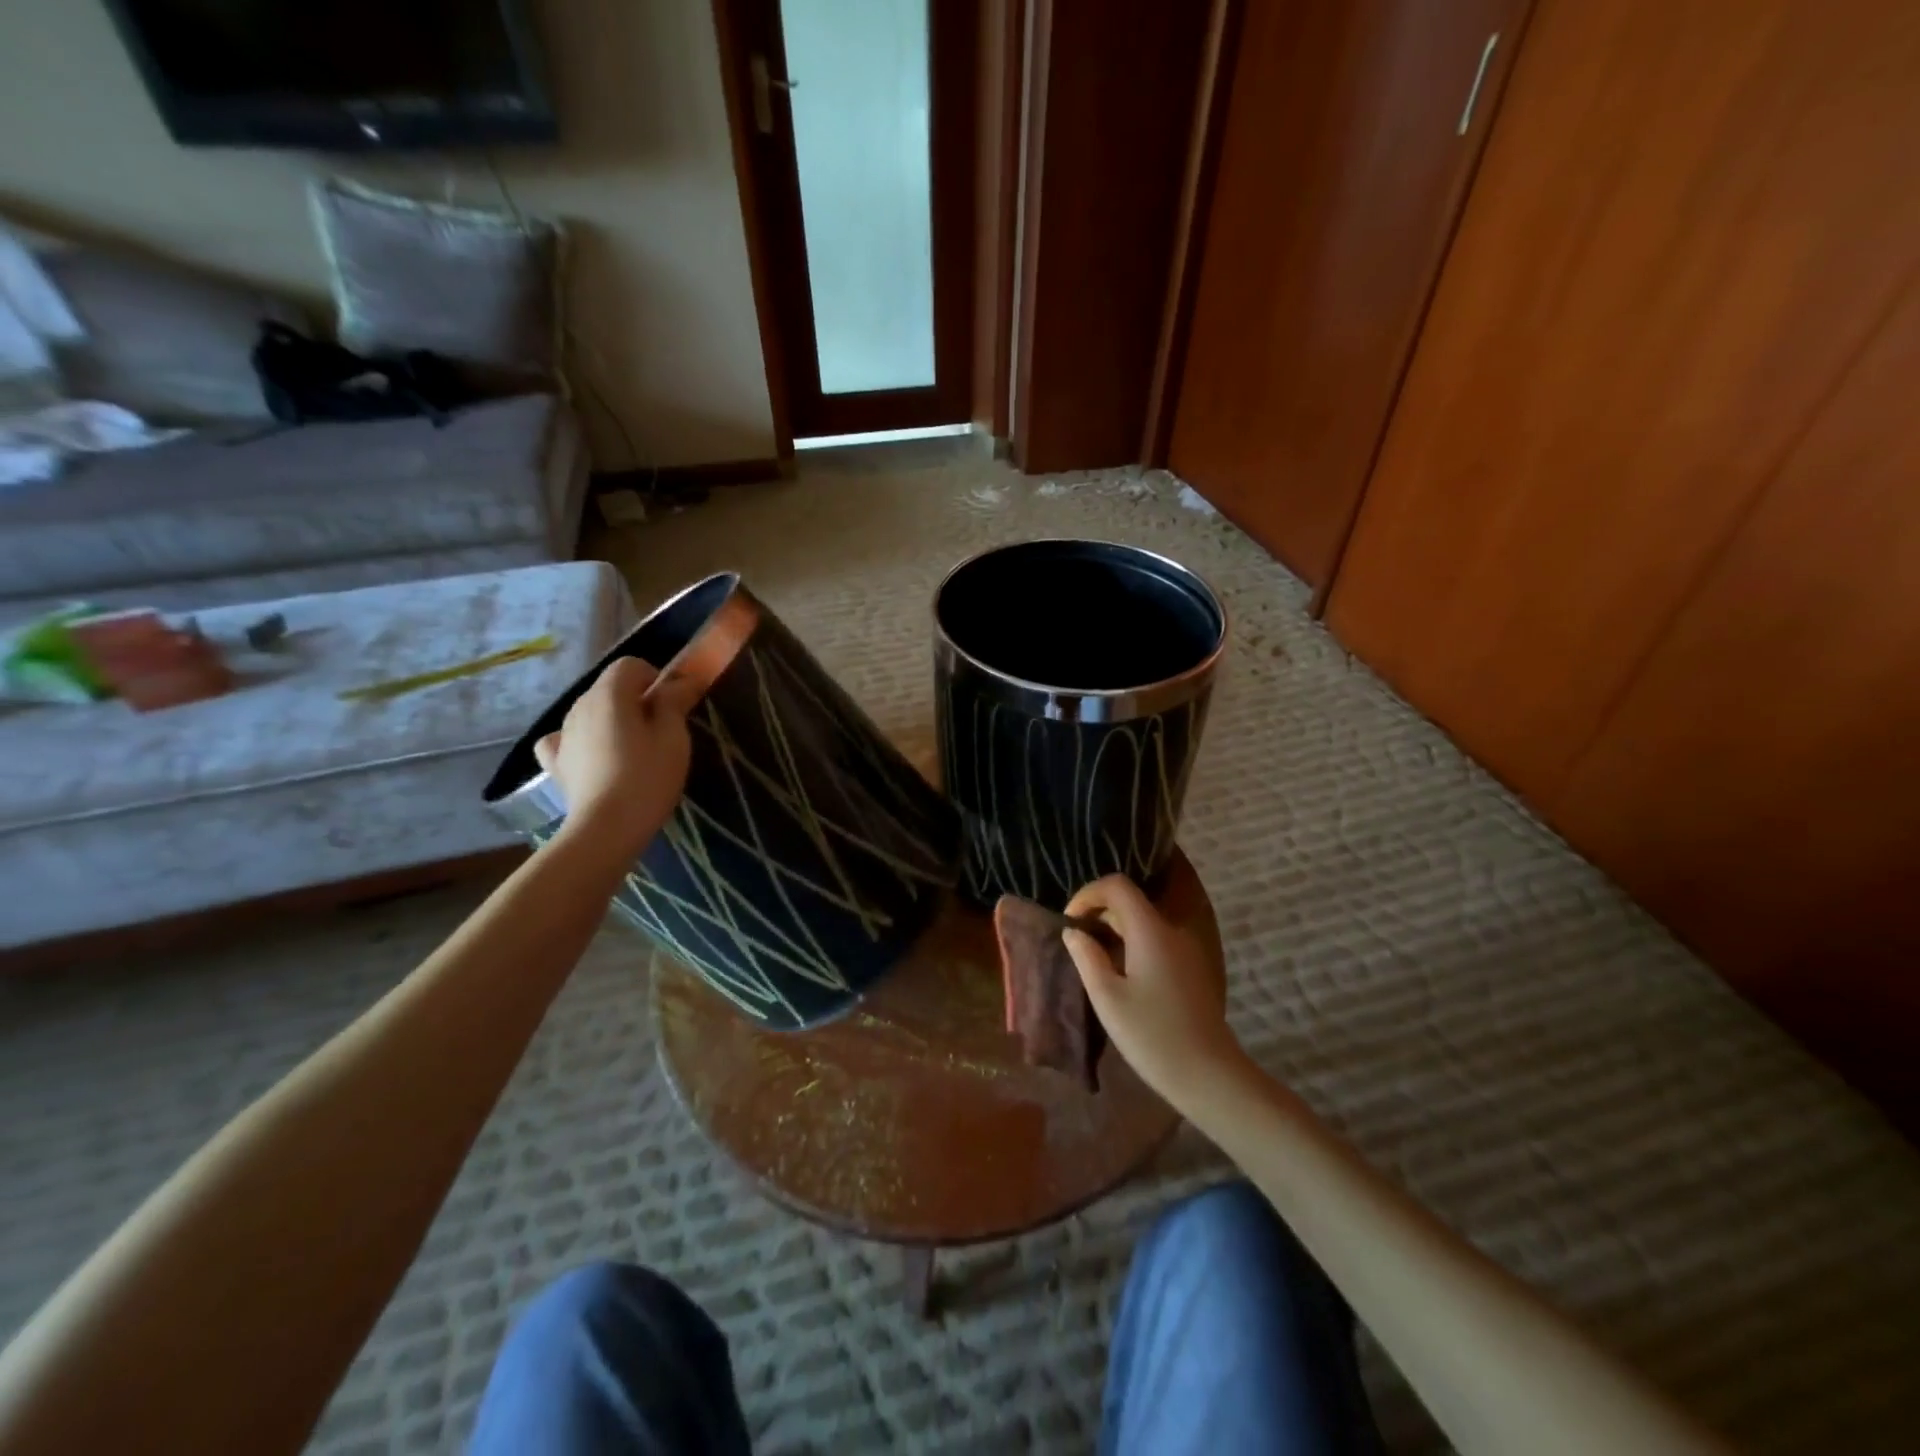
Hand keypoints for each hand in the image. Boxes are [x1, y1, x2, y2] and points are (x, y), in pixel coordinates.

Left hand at [534, 656, 696, 858]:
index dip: (655, 678)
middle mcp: (579, 705)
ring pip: (591, 711)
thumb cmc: (648, 777)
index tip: (672, 706)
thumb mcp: (674, 737)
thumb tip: (682, 680)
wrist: (607, 827)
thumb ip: (675, 702)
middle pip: (610, 687)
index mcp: (609, 693)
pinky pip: (566, 738)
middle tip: (660, 731)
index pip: (631, 665)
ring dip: (613, 720)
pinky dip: (581, 741)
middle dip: (635, 700)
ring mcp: (563, 733)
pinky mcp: (556, 762)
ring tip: (634, 752)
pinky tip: (594, 757)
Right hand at [1061, 875, 1247, 1112]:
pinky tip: (1120, 976)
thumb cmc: (1152, 1035)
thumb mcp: (1107, 998)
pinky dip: (1132, 945)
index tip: (1070, 922)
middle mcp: (1172, 930)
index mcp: (1150, 930)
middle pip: (1131, 902)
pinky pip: (1156, 941)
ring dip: (1115, 931)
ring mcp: (1186, 949)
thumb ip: (1086, 957)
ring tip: (1093, 961)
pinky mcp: (1191, 967)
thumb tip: (1073, 931)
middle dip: (1099, 914)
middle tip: (1076, 944)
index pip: (1117, 886)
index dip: (1088, 894)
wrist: (1209, 1074)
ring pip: (1143, 922)